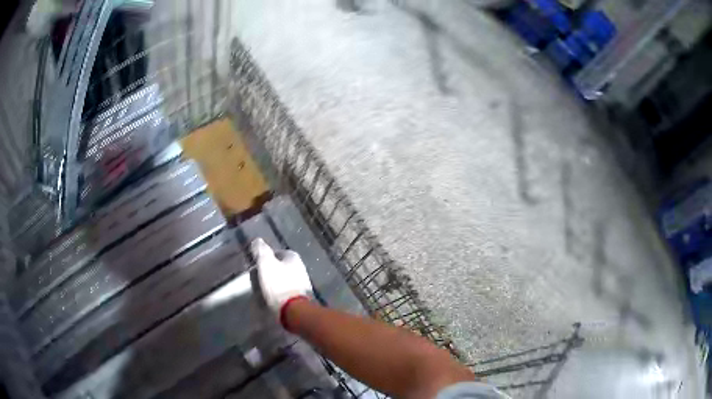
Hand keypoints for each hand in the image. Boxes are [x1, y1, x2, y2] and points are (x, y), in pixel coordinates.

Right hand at [250, 238, 312, 318]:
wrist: (294, 310)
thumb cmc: (278, 284)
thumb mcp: (266, 263)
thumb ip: (261, 251)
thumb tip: (258, 240)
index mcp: (294, 258)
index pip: (277, 252)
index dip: (265, 258)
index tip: (256, 265)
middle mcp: (301, 268)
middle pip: (280, 267)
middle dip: (269, 271)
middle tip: (257, 278)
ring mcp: (302, 284)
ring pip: (283, 280)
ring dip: (273, 283)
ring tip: (262, 291)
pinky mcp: (301, 297)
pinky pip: (286, 292)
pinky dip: (278, 294)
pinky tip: (270, 299)